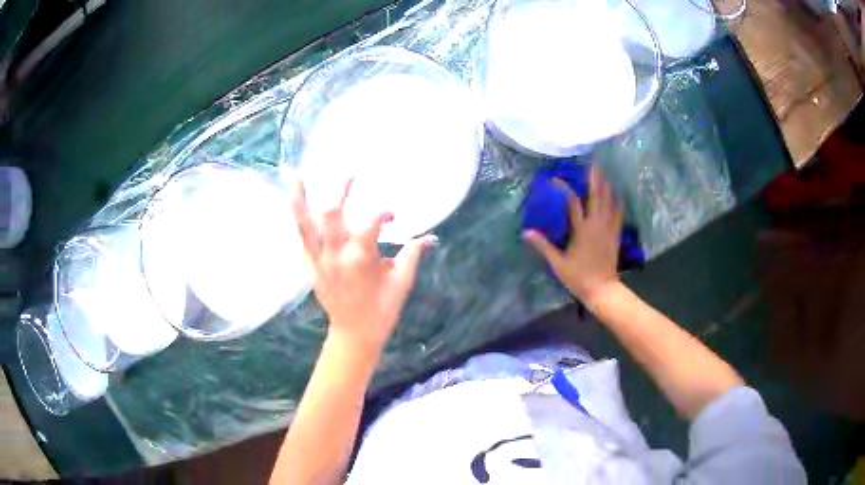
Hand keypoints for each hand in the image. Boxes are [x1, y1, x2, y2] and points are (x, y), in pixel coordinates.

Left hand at [292, 179, 436, 355]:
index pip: (371, 222)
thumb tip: (432, 237)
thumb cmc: (382, 308)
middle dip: (340, 191)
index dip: (383, 213)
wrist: (355, 333)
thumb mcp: (402, 281)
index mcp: (360, 258)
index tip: (393, 216)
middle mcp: (335, 255)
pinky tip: (295, 202)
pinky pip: (301, 239)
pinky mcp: (309, 267)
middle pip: (331, 214)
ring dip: (299, 199)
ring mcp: (318, 261)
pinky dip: (299, 220)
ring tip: (294, 175)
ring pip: (305, 225)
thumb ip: (414, 254)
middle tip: (350, 176)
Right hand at [524, 167, 623, 303]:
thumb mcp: (558, 263)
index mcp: (582, 229)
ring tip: (604, 176)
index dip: (564, 188)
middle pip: (597, 196)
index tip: (556, 179)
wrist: (603, 290)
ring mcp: (609, 229)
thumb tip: (526, 233)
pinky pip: (618, 214)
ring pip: (610, 202)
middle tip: (593, 165)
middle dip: (595, 179)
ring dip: (607, 187)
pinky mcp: (615, 235)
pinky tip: (617, 197)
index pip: (573, 203)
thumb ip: (543, 246)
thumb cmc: (579, 277)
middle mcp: (597, 224)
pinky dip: (617, 203)